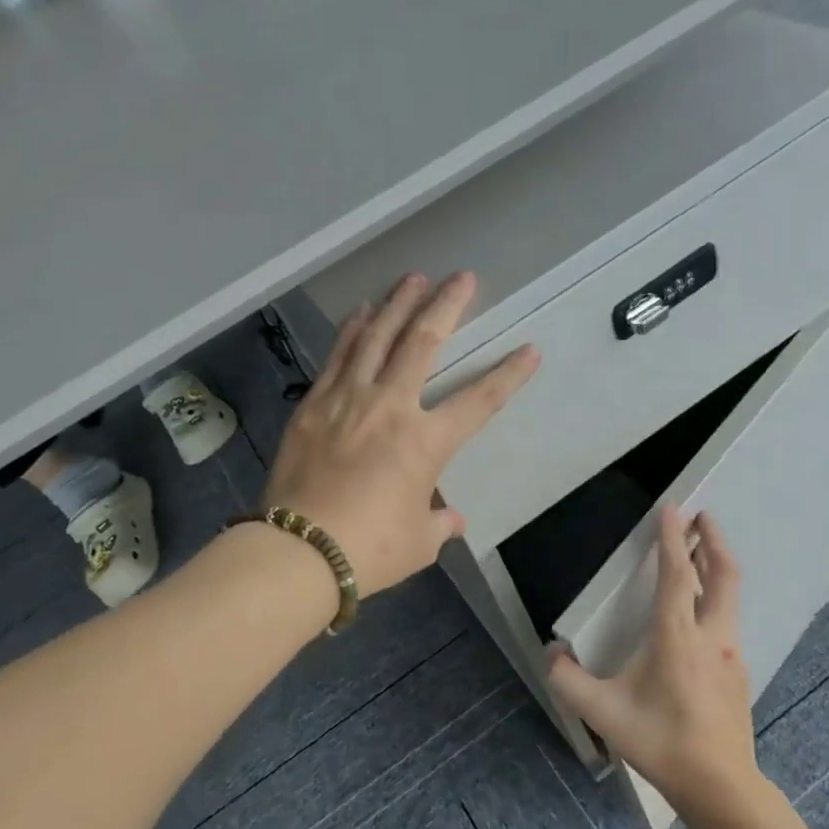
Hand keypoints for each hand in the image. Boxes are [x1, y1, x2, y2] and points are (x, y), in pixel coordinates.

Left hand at [262, 272, 537, 597]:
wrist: (298, 551)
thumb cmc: (369, 550)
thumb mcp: (418, 543)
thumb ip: (439, 524)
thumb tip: (451, 519)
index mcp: (425, 442)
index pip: (479, 402)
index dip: (508, 375)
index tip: (530, 350)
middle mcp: (390, 407)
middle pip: (423, 344)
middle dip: (446, 306)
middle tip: (461, 278)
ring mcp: (348, 400)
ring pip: (377, 338)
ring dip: (399, 305)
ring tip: (414, 278)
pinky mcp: (314, 405)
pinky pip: (338, 357)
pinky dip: (352, 331)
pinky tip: (361, 312)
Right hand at [548, 505, 761, 817]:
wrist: (720, 787)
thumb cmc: (660, 741)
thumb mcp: (603, 712)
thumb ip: (567, 680)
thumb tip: (549, 653)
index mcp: (677, 635)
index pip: (678, 573)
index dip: (673, 537)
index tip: (674, 507)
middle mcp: (711, 636)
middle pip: (722, 575)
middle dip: (713, 540)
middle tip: (704, 517)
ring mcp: (731, 655)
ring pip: (730, 597)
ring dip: (718, 567)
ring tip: (704, 552)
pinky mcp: (739, 674)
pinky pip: (729, 621)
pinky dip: (719, 599)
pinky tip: (705, 612)